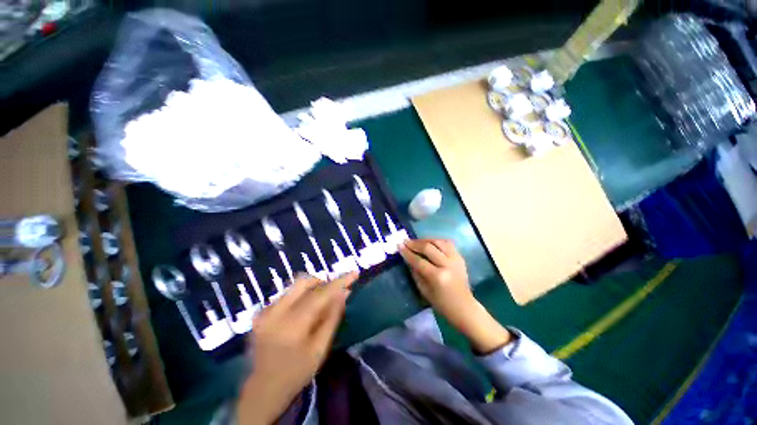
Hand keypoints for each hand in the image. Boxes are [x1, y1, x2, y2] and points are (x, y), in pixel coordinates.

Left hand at [237, 272, 357, 424]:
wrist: (262, 390)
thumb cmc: (296, 373)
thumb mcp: (320, 348)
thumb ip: (332, 317)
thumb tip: (345, 292)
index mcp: (292, 325)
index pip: (320, 294)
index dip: (339, 281)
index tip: (354, 273)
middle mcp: (275, 312)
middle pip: (304, 281)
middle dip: (323, 282)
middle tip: (334, 292)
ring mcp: (265, 311)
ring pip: (294, 286)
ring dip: (312, 288)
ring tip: (320, 301)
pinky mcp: (260, 313)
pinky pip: (286, 294)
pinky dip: (300, 296)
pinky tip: (303, 311)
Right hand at [400, 239, 510, 353]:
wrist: (464, 306)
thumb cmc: (441, 303)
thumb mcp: (424, 290)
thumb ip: (416, 273)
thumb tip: (408, 259)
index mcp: (437, 277)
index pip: (419, 261)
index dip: (407, 253)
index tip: (399, 246)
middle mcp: (447, 265)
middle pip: (428, 248)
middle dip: (415, 244)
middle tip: (406, 241)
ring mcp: (456, 259)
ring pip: (438, 242)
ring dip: (425, 240)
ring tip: (417, 242)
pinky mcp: (460, 257)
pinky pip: (447, 243)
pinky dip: (437, 241)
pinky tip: (430, 243)